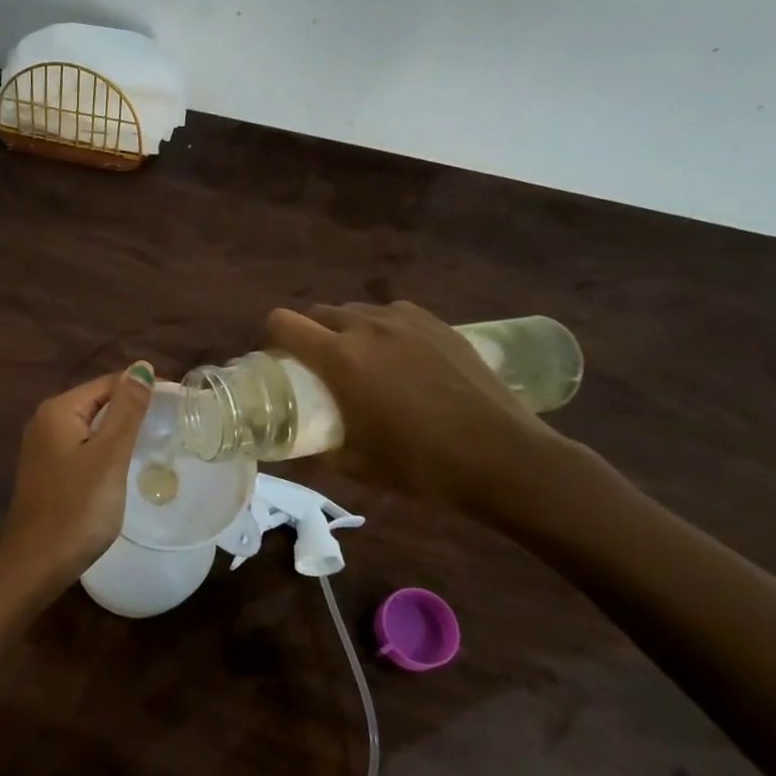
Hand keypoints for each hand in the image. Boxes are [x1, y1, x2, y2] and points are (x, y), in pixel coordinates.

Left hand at [0, 363, 155, 607]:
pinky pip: (82, 447)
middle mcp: (45, 421)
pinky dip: (104, 449)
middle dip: (132, 408)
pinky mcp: (46, 471)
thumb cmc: (77, 508)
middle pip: (98, 402)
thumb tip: (141, 367)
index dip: (143, 388)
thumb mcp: (109, 456)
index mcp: (58, 410)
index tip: (178, 402)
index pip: (108, 383)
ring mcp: (42, 448)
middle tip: (171, 423)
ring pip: (90, 427)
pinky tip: (123, 464)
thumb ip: (127, 410)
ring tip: (155, 440)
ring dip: (119, 430)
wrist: (36, 562)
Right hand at [267, 302, 563, 516]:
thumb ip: (321, 449)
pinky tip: (399, 355)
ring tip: (361, 359)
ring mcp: (406, 321)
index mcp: (339, 358)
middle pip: (319, 312)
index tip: (280, 360)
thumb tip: (302, 447)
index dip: (273, 337)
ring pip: (358, 310)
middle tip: (318, 366)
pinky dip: (383, 327)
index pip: (284, 323)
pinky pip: (394, 313)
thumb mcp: (357, 465)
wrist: (502, 456)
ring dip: (346, 328)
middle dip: (309, 333)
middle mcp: (367, 328)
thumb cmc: (421, 465)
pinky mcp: (439, 324)